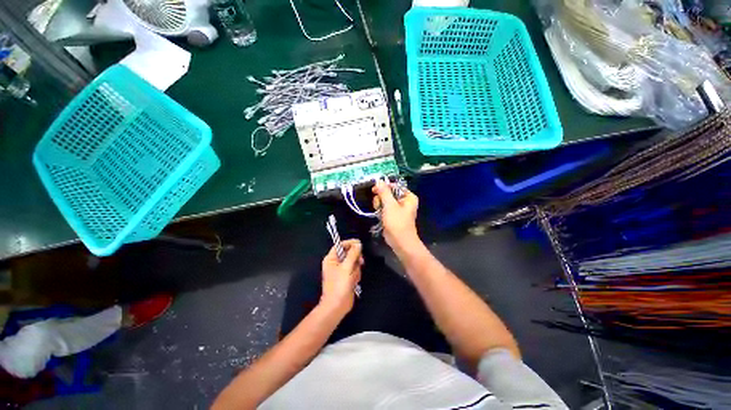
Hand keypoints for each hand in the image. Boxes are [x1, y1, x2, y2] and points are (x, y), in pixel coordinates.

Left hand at [320, 239, 362, 315]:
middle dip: (355, 258)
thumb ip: (353, 254)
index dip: (350, 243)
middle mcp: (336, 263)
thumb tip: (358, 244)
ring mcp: (342, 270)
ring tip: (353, 277)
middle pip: (349, 253)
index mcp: (331, 258)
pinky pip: (355, 270)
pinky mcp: (347, 277)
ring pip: (354, 262)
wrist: (337, 306)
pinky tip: (354, 282)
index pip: (340, 245)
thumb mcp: (346, 267)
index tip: (359, 244)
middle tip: (360, 262)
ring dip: (356, 269)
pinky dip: (356, 275)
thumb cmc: (339, 285)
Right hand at [372, 180, 420, 251]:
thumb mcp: (390, 205)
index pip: (394, 186)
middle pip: (388, 193)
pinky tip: (379, 215)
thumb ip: (384, 192)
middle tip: (378, 205)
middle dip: (381, 198)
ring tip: (379, 212)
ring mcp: (398, 208)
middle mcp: (404, 201)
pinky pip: (384, 208)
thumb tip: (378, 181)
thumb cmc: (397, 222)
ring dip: (379, 205)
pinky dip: (380, 210)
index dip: (384, 187)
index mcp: (408, 197)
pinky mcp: (393, 215)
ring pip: (385, 200)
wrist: (400, 241)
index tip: (374, 190)